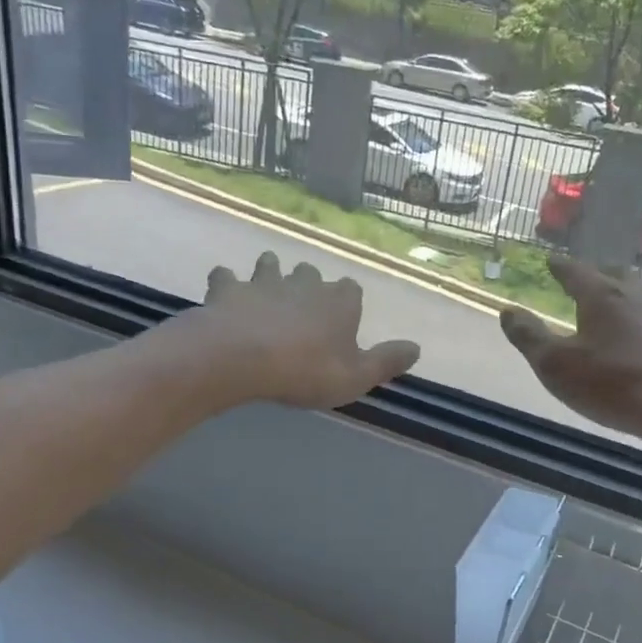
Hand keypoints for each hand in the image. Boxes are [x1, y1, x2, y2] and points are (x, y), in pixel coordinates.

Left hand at [189, 252, 420, 408]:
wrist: (241, 358)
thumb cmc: (305, 370)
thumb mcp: (356, 377)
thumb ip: (386, 361)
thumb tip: (418, 348)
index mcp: (339, 303)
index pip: (351, 290)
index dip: (347, 302)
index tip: (343, 318)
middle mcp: (304, 284)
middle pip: (311, 273)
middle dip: (308, 283)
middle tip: (302, 303)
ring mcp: (264, 283)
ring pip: (270, 266)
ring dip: (270, 272)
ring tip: (266, 287)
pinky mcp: (228, 290)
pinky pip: (225, 278)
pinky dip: (226, 284)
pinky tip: (224, 294)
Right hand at [500, 255, 641, 438]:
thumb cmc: (612, 385)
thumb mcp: (556, 366)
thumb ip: (529, 337)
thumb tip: (507, 311)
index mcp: (602, 296)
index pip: (576, 272)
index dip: (561, 267)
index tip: (552, 261)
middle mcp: (639, 295)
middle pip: (617, 274)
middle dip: (600, 273)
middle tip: (590, 277)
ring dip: (631, 292)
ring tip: (622, 300)